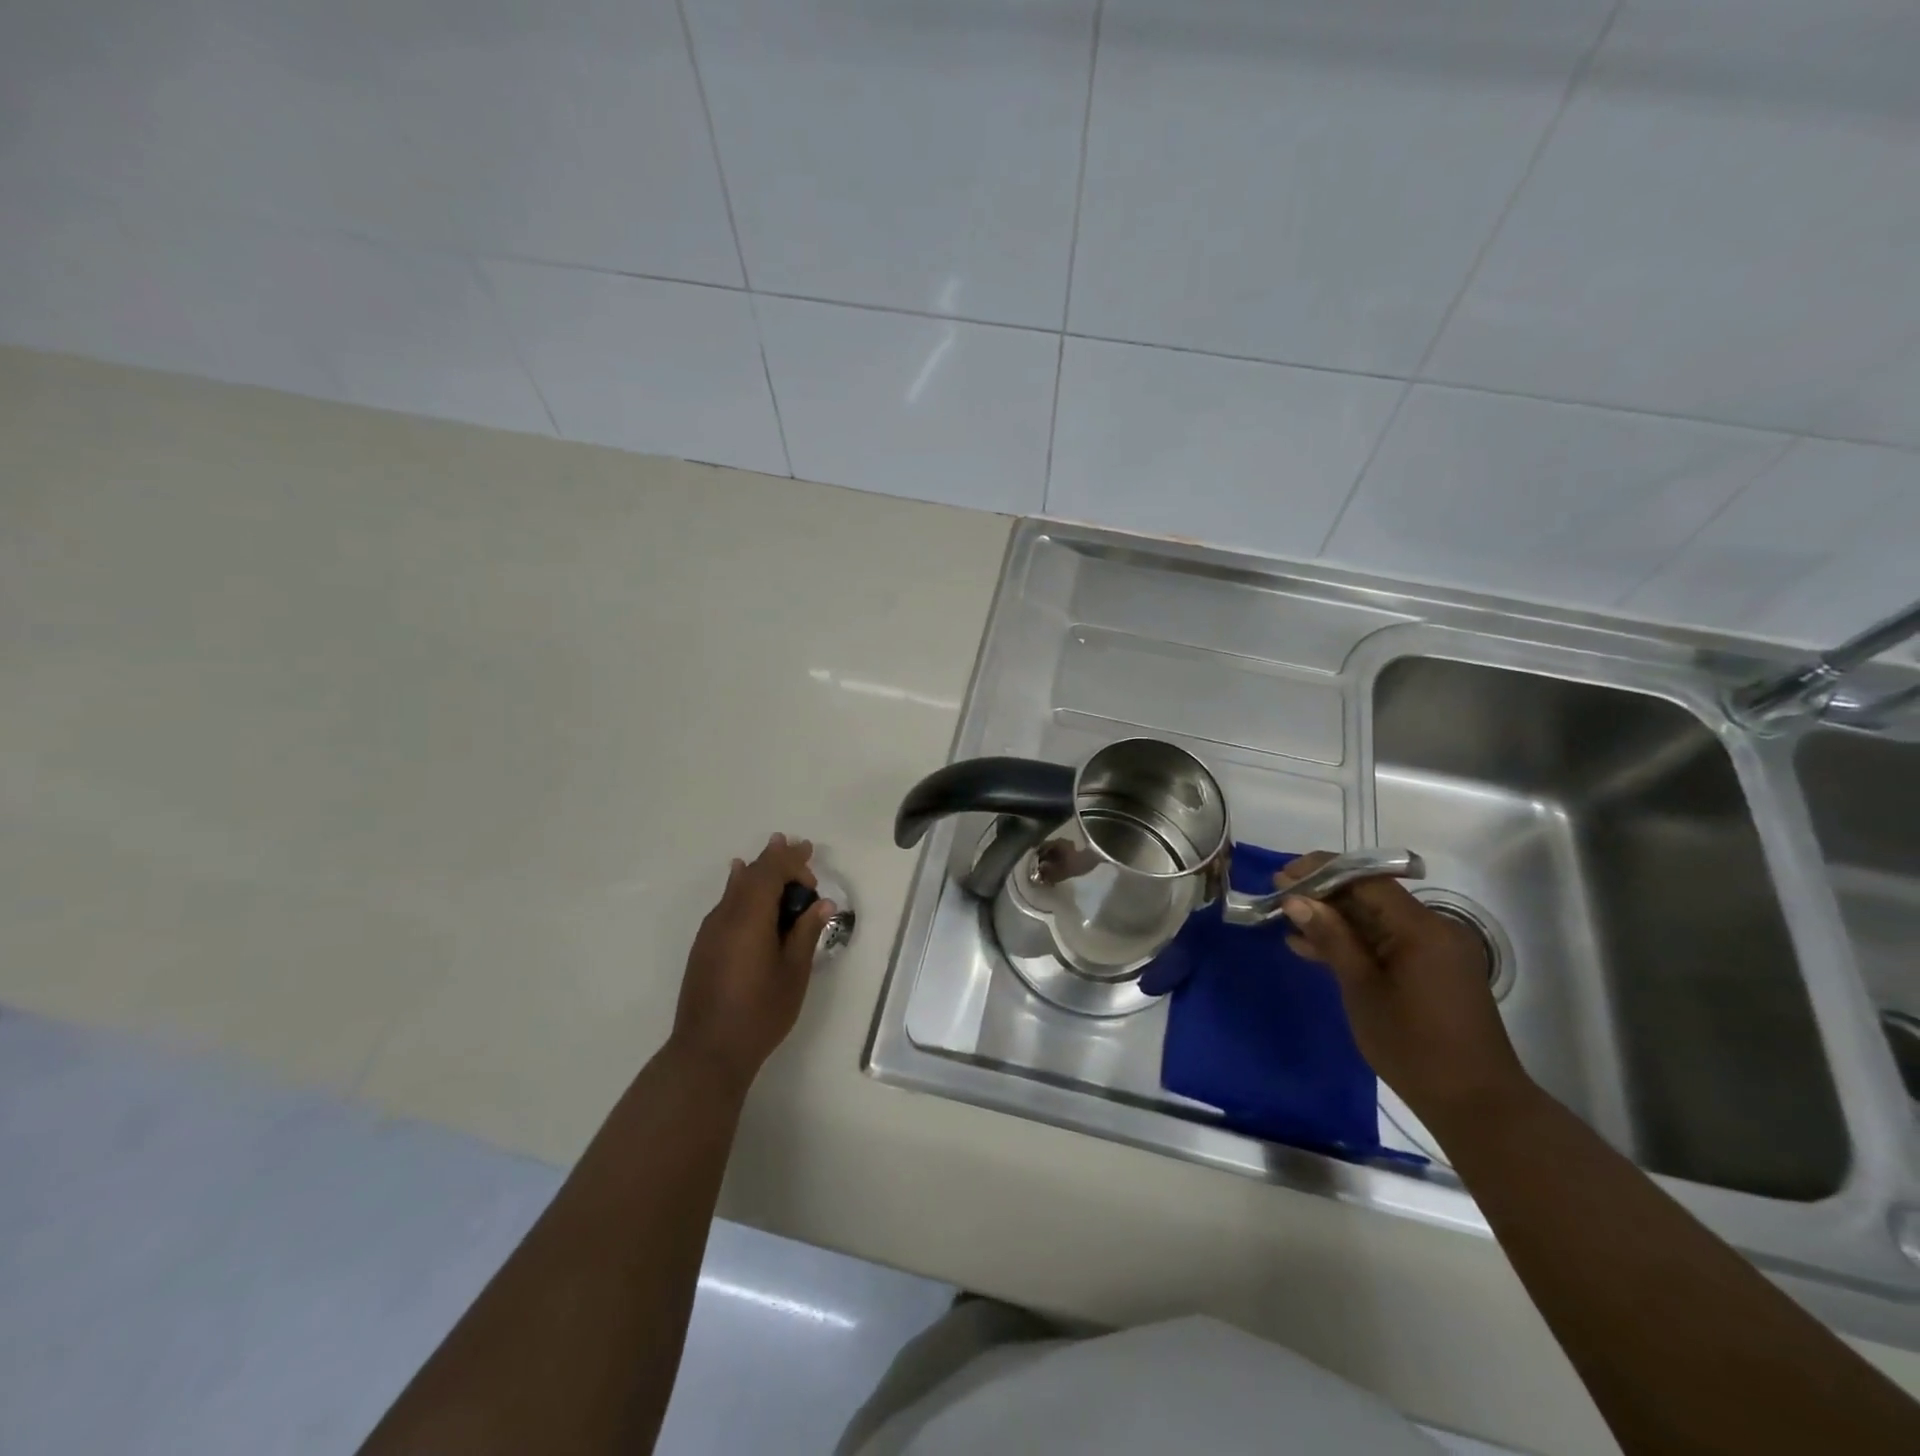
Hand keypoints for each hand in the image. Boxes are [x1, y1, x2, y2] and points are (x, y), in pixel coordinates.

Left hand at [670, 833, 835, 1094]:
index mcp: (750, 918)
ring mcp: (710, 932)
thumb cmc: (759, 1012)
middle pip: (751, 874)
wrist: (707, 1051)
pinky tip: (741, 885)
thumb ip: (806, 933)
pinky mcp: (704, 947)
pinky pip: (725, 904)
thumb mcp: (794, 973)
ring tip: (772, 852)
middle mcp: (726, 916)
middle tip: (797, 846)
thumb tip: (821, 904)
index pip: (770, 873)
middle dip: (775, 858)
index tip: (811, 862)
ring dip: (757, 871)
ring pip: (735, 887)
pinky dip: (741, 889)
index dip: (791, 862)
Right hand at [1278, 852, 1529, 1123]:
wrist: (1476, 1105)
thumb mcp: (1361, 989)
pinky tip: (1314, 949)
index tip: (1282, 876)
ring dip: (1335, 919)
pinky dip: (1355, 942)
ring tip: (1289, 922)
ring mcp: (1436, 951)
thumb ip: (1331, 938)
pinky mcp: (1433, 970)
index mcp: (1422, 928)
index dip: (1321, 871)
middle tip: (1278, 897)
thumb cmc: (1413, 1046)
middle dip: (1324, 894)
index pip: (1367, 880)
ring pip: (1377, 919)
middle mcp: (1434, 929)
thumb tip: (1295, 899)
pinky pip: (1388, 942)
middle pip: (1372, 896)